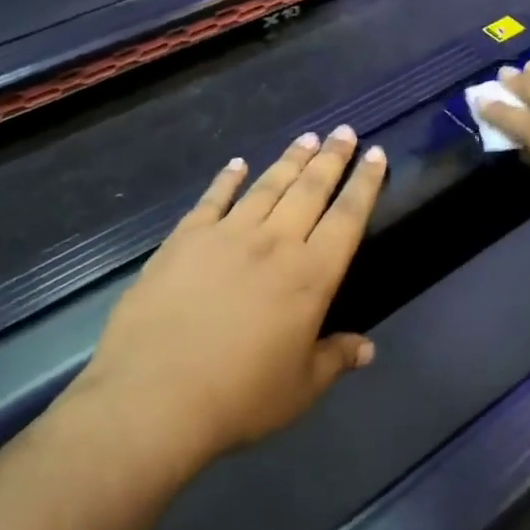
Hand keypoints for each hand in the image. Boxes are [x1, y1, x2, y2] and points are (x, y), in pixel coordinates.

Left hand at [77, 127, 387, 471]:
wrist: (154, 397)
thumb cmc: (239, 397)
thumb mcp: (301, 388)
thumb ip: (336, 359)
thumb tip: (368, 348)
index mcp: (311, 276)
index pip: (347, 217)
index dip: (364, 183)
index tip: (374, 154)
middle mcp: (274, 243)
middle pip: (310, 189)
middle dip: (331, 158)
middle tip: (344, 131)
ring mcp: (227, 235)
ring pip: (267, 186)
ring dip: (289, 160)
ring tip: (307, 137)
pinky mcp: (185, 239)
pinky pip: (213, 199)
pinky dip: (226, 179)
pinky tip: (236, 164)